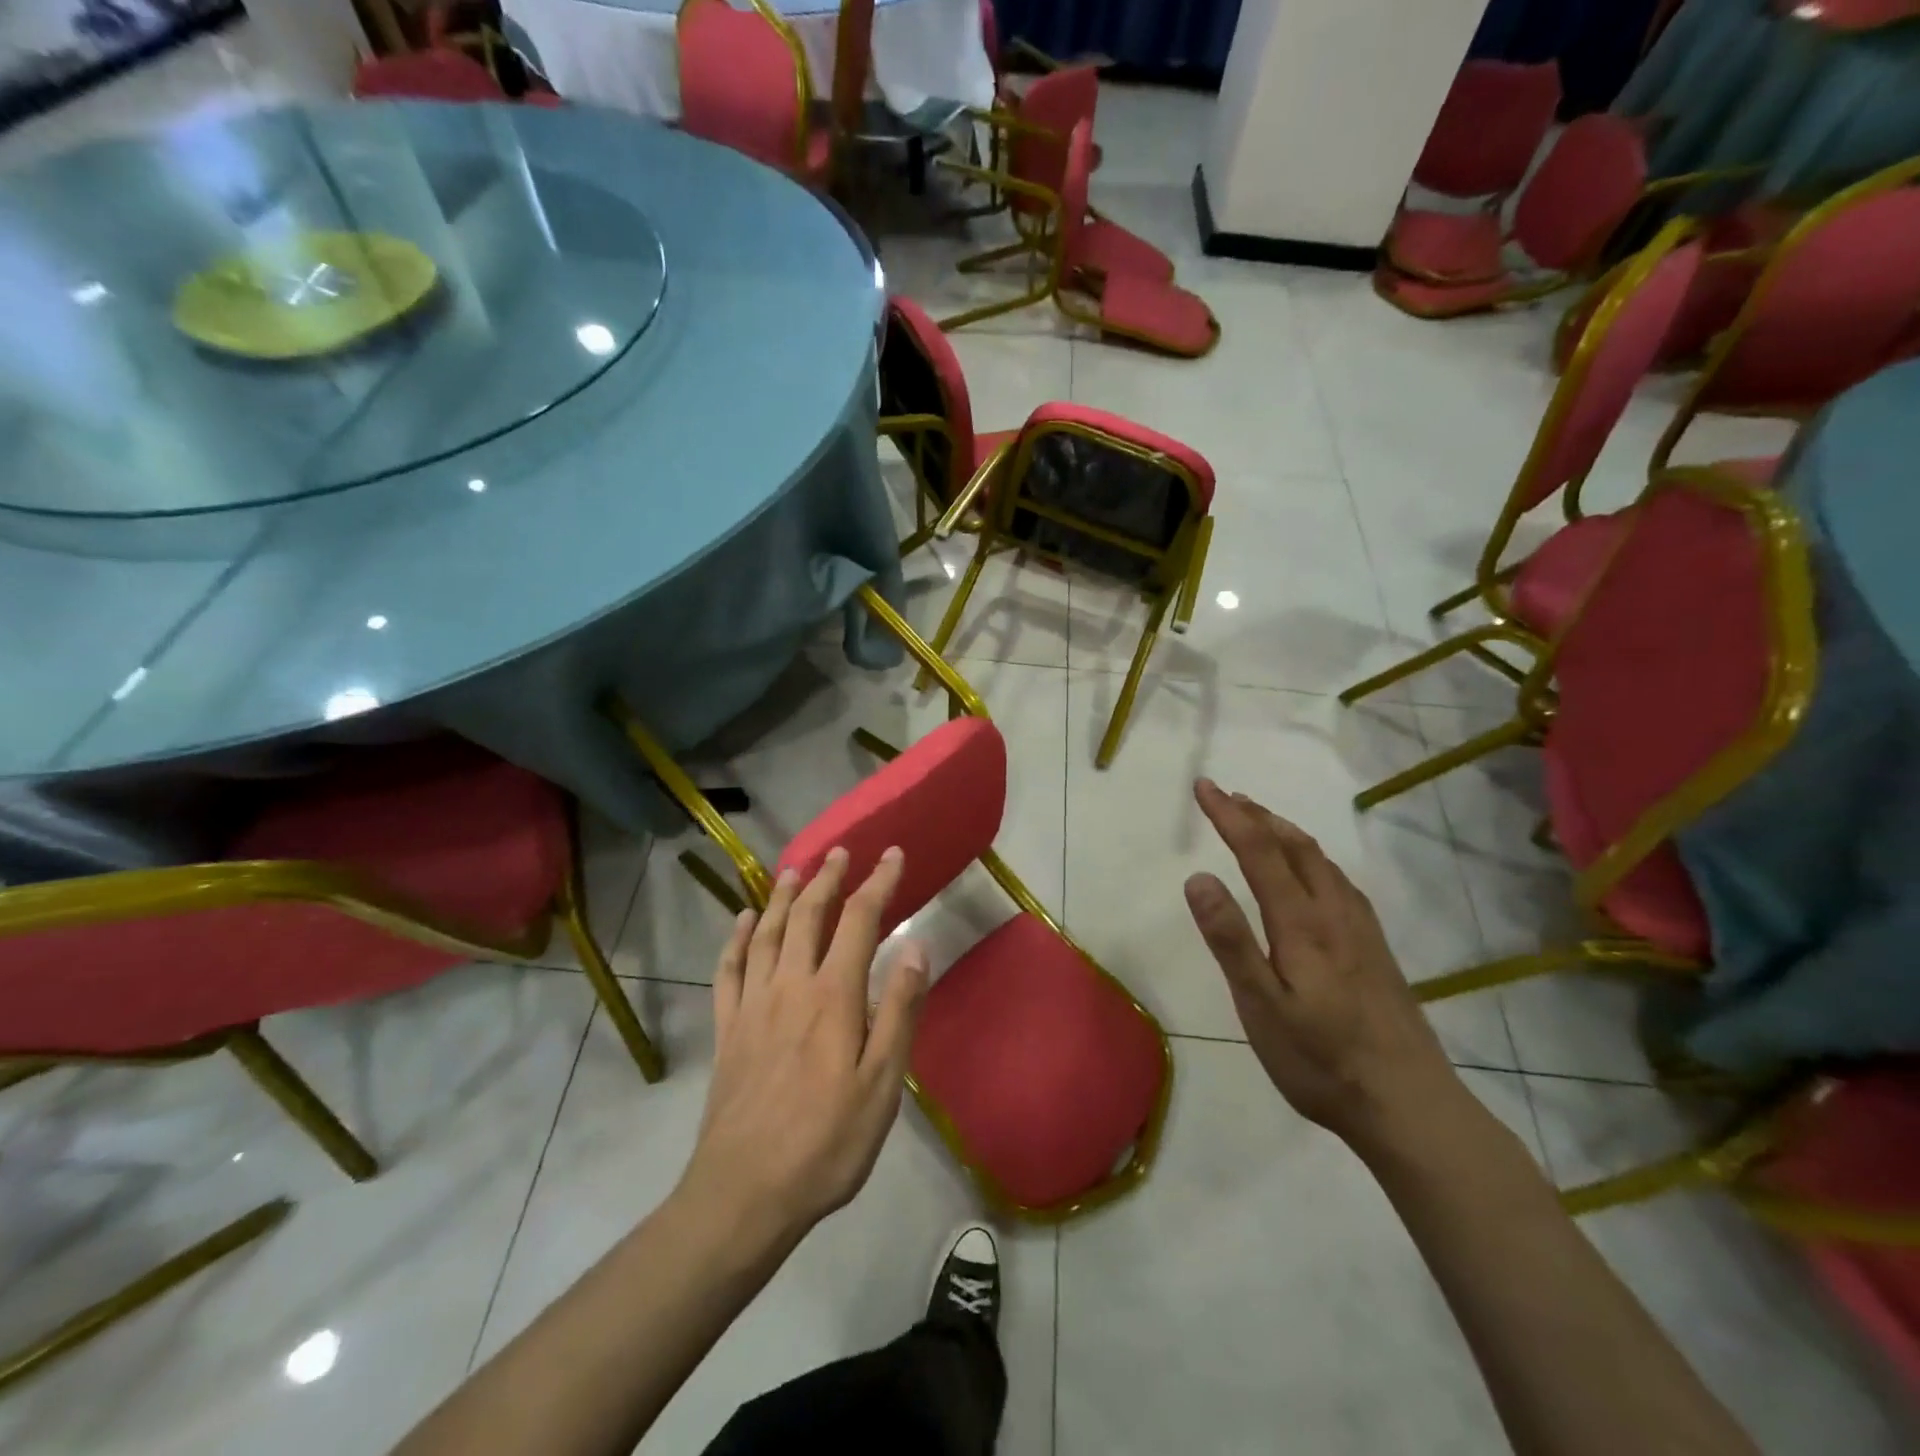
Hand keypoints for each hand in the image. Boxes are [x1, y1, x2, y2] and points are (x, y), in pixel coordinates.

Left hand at [677, 847, 929, 1243]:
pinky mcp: (727, 1029)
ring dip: (783, 896)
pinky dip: (736, 938)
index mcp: (833, 995)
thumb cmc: (827, 1142)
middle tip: (840, 852)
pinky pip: (728, 970)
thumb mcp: (882, 1083)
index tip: (892, 854)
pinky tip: (743, 920)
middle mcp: (790, 985)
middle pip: (809, 915)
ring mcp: (752, 1005)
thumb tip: (915, 944)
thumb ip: (899, 1009)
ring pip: (767, 933)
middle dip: (827, 878)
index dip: (878, 882)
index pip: (859, 920)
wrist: (744, 1193)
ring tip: (794, 869)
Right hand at [1182, 780, 1460, 1149]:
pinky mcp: (1376, 950)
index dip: (1229, 815)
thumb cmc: (1321, 1060)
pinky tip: (1314, 874)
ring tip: (1261, 822)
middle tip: (1227, 797)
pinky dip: (1314, 859)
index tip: (1203, 786)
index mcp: (1301, 923)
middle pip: (1295, 847)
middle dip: (1258, 816)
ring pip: (1322, 862)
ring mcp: (1362, 930)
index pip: (1259, 852)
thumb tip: (1199, 877)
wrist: (1410, 1106)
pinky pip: (1340, 882)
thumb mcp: (1261, 1007)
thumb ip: (1231, 940)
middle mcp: (1334, 913)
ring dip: (1286, 833)